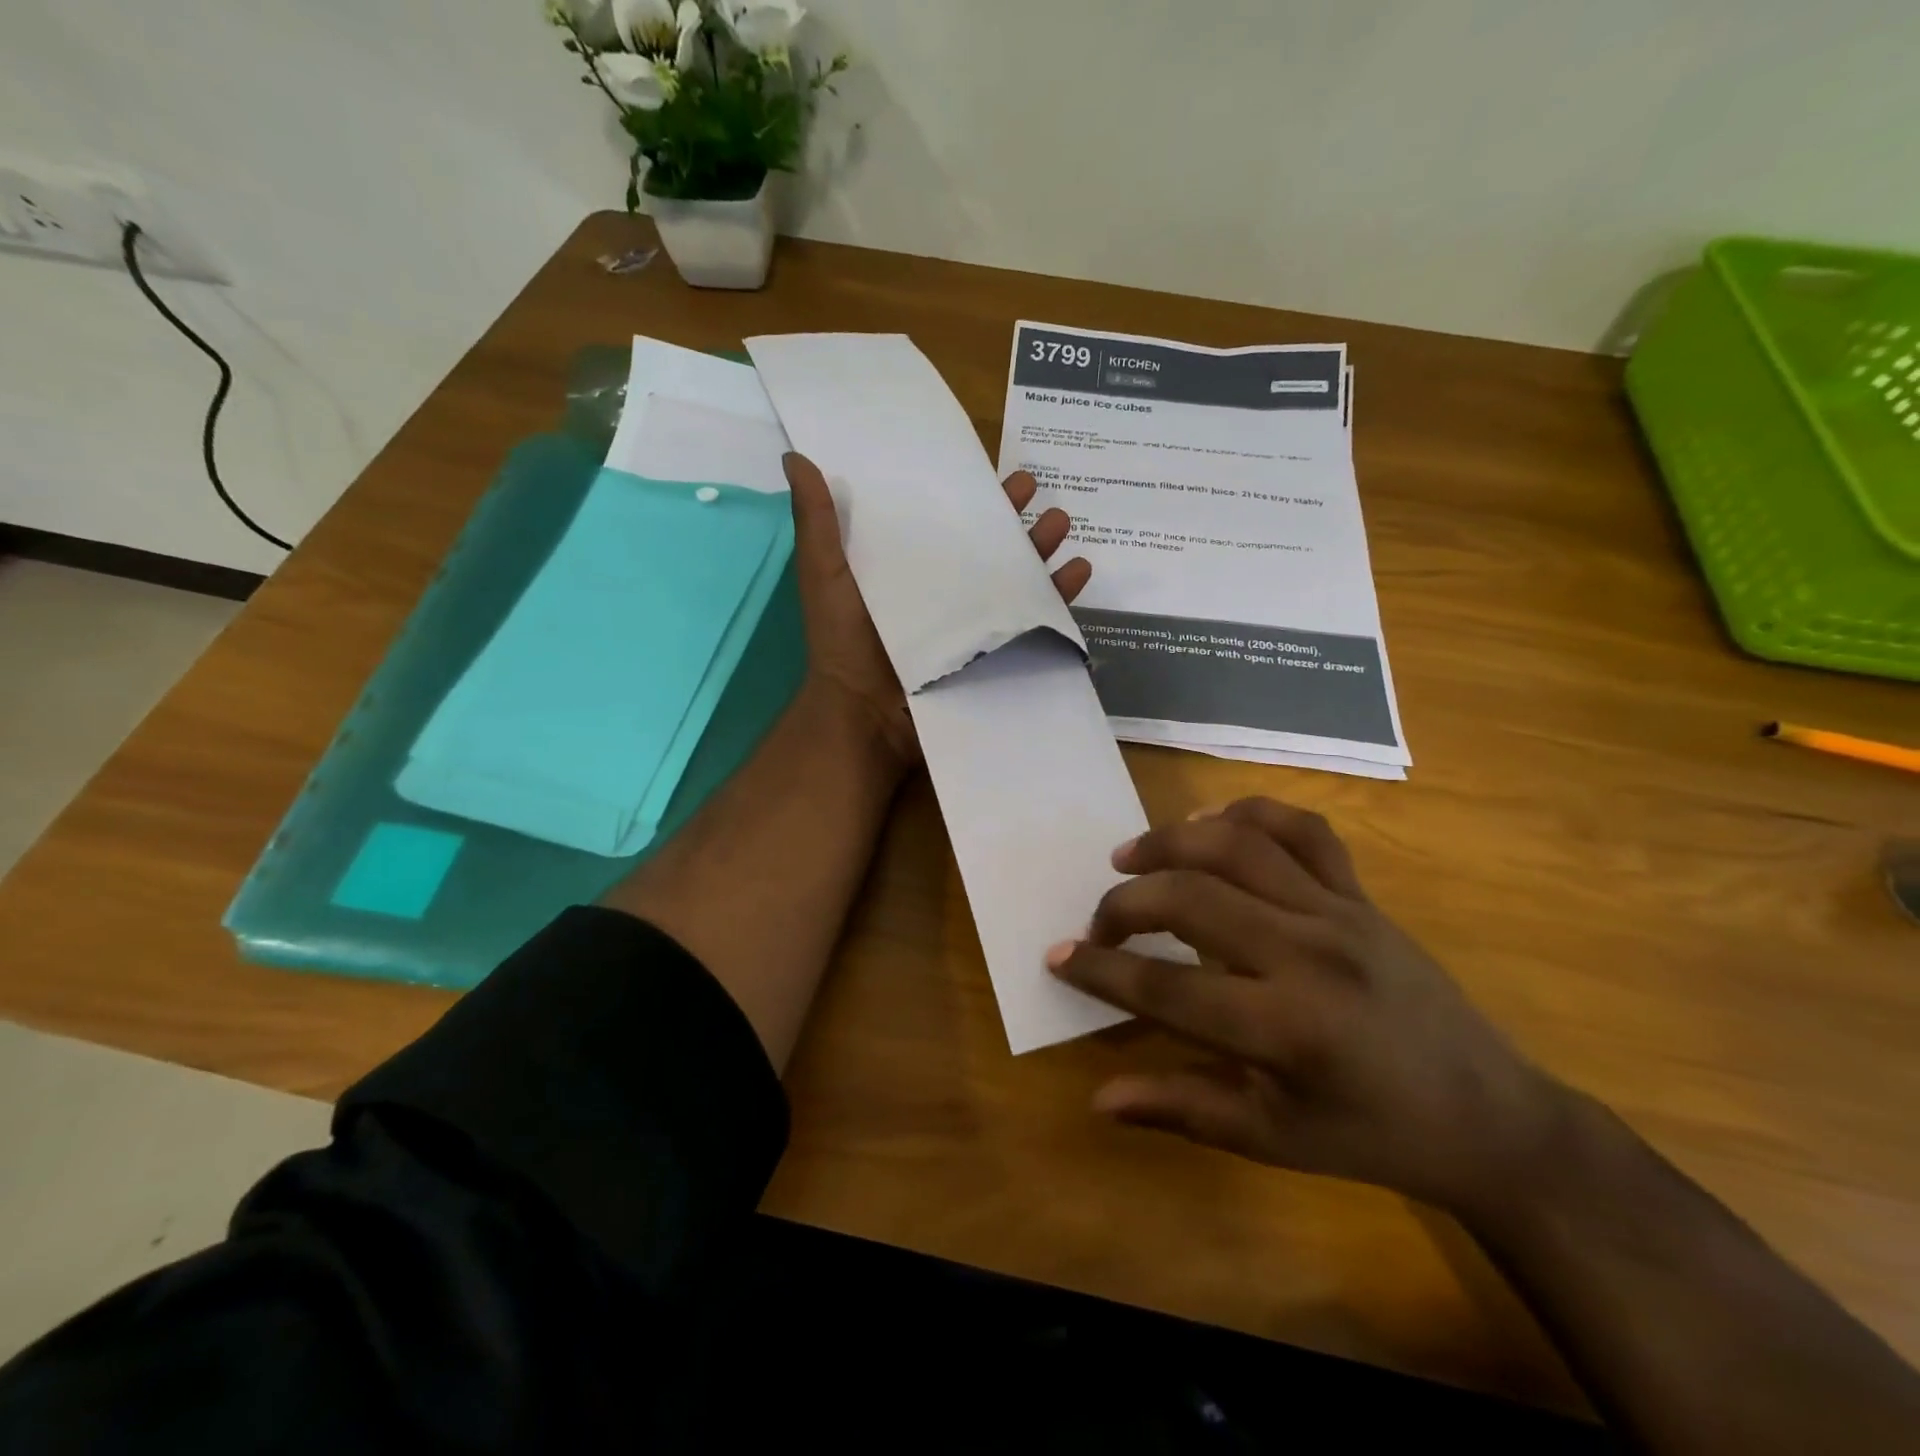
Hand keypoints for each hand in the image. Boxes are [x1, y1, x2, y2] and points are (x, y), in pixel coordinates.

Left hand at [783, 451, 1090, 766]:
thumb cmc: (844, 642)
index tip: (988, 465)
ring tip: (1060, 523)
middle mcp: (943, 589)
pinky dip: (1059, 597)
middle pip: (986, 544)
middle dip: (1012, 515)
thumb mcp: (825, 575)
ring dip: (1041, 547)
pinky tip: (1078, 570)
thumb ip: (817, 522)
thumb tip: (796, 457)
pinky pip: (1033, 620)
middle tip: (1033, 487)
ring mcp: (971, 622)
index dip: (966, 493)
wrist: (867, 715)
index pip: (943, 520)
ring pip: (1016, 576)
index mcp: (907, 566)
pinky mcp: (994, 652)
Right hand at [1047, 798, 1571, 1217]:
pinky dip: (1250, 813)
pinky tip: (1212, 825)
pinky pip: (1302, 829)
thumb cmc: (1374, 1137)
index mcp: (1286, 1027)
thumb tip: (1099, 1098)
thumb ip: (1182, 1109)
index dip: (1101, 970)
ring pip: (1237, 844)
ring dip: (1171, 841)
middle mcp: (1308, 953)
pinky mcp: (1362, 894)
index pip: (1165, 986)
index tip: (1057, 956)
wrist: (1491, 1116)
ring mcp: (1340, 912)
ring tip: (1131, 857)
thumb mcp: (1274, 1139)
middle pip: (1190, 897)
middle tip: (1098, 922)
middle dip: (1125, 903)